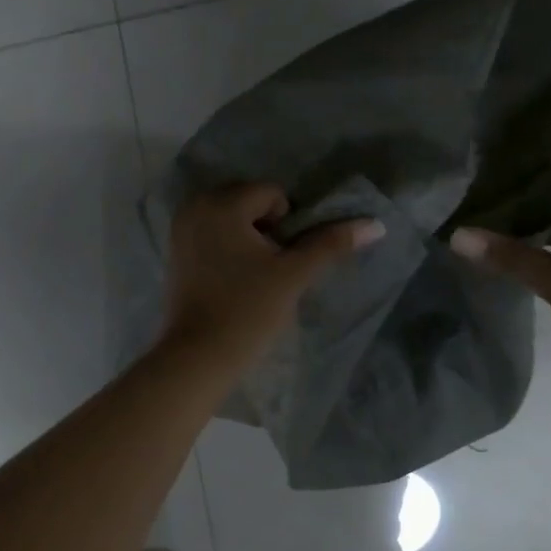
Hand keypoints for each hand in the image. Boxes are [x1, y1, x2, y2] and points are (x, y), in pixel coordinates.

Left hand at [160, 184, 383, 375]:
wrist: (198, 356)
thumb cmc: (247, 311)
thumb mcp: (293, 275)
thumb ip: (331, 244)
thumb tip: (375, 225)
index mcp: (221, 203)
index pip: (272, 194)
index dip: (287, 226)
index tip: (280, 262)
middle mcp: (195, 206)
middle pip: (248, 202)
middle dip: (265, 228)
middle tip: (268, 269)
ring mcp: (180, 230)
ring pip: (230, 220)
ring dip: (248, 239)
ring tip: (251, 277)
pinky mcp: (175, 254)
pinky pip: (211, 236)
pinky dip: (226, 250)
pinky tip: (231, 283)